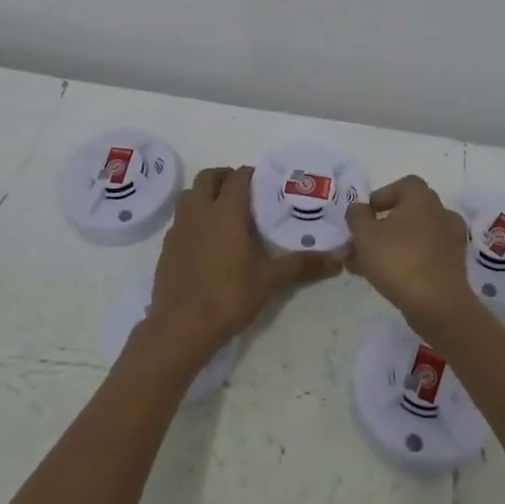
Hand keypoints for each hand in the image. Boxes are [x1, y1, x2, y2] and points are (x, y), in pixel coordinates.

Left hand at [141, 166, 341, 370]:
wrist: (180, 328)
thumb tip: (338, 259)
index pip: (238, 176)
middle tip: (244, 194)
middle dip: (225, 178)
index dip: (252, 175)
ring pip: (190, 195)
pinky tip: (206, 242)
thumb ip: (303, 265)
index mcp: (226, 210)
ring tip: (224, 214)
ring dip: (205, 194)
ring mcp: (179, 227)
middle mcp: (199, 210)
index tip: (266, 185)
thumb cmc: (229, 297)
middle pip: (208, 177)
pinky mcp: (167, 246)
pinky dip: (193, 218)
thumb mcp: (270, 281)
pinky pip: (181, 219)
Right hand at [345, 175, 477, 338]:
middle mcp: (441, 213)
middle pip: (408, 212)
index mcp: (422, 198)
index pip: (403, 185)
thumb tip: (359, 209)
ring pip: (416, 236)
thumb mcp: (364, 235)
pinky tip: (389, 279)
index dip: (382, 197)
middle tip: (364, 243)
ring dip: (394, 245)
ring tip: (369, 266)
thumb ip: (356, 216)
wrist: (439, 306)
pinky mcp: (455, 266)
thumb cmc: (399, 260)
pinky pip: (426, 255)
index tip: (366, 216)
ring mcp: (452, 240)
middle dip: (384, 226)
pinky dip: (409, 261)